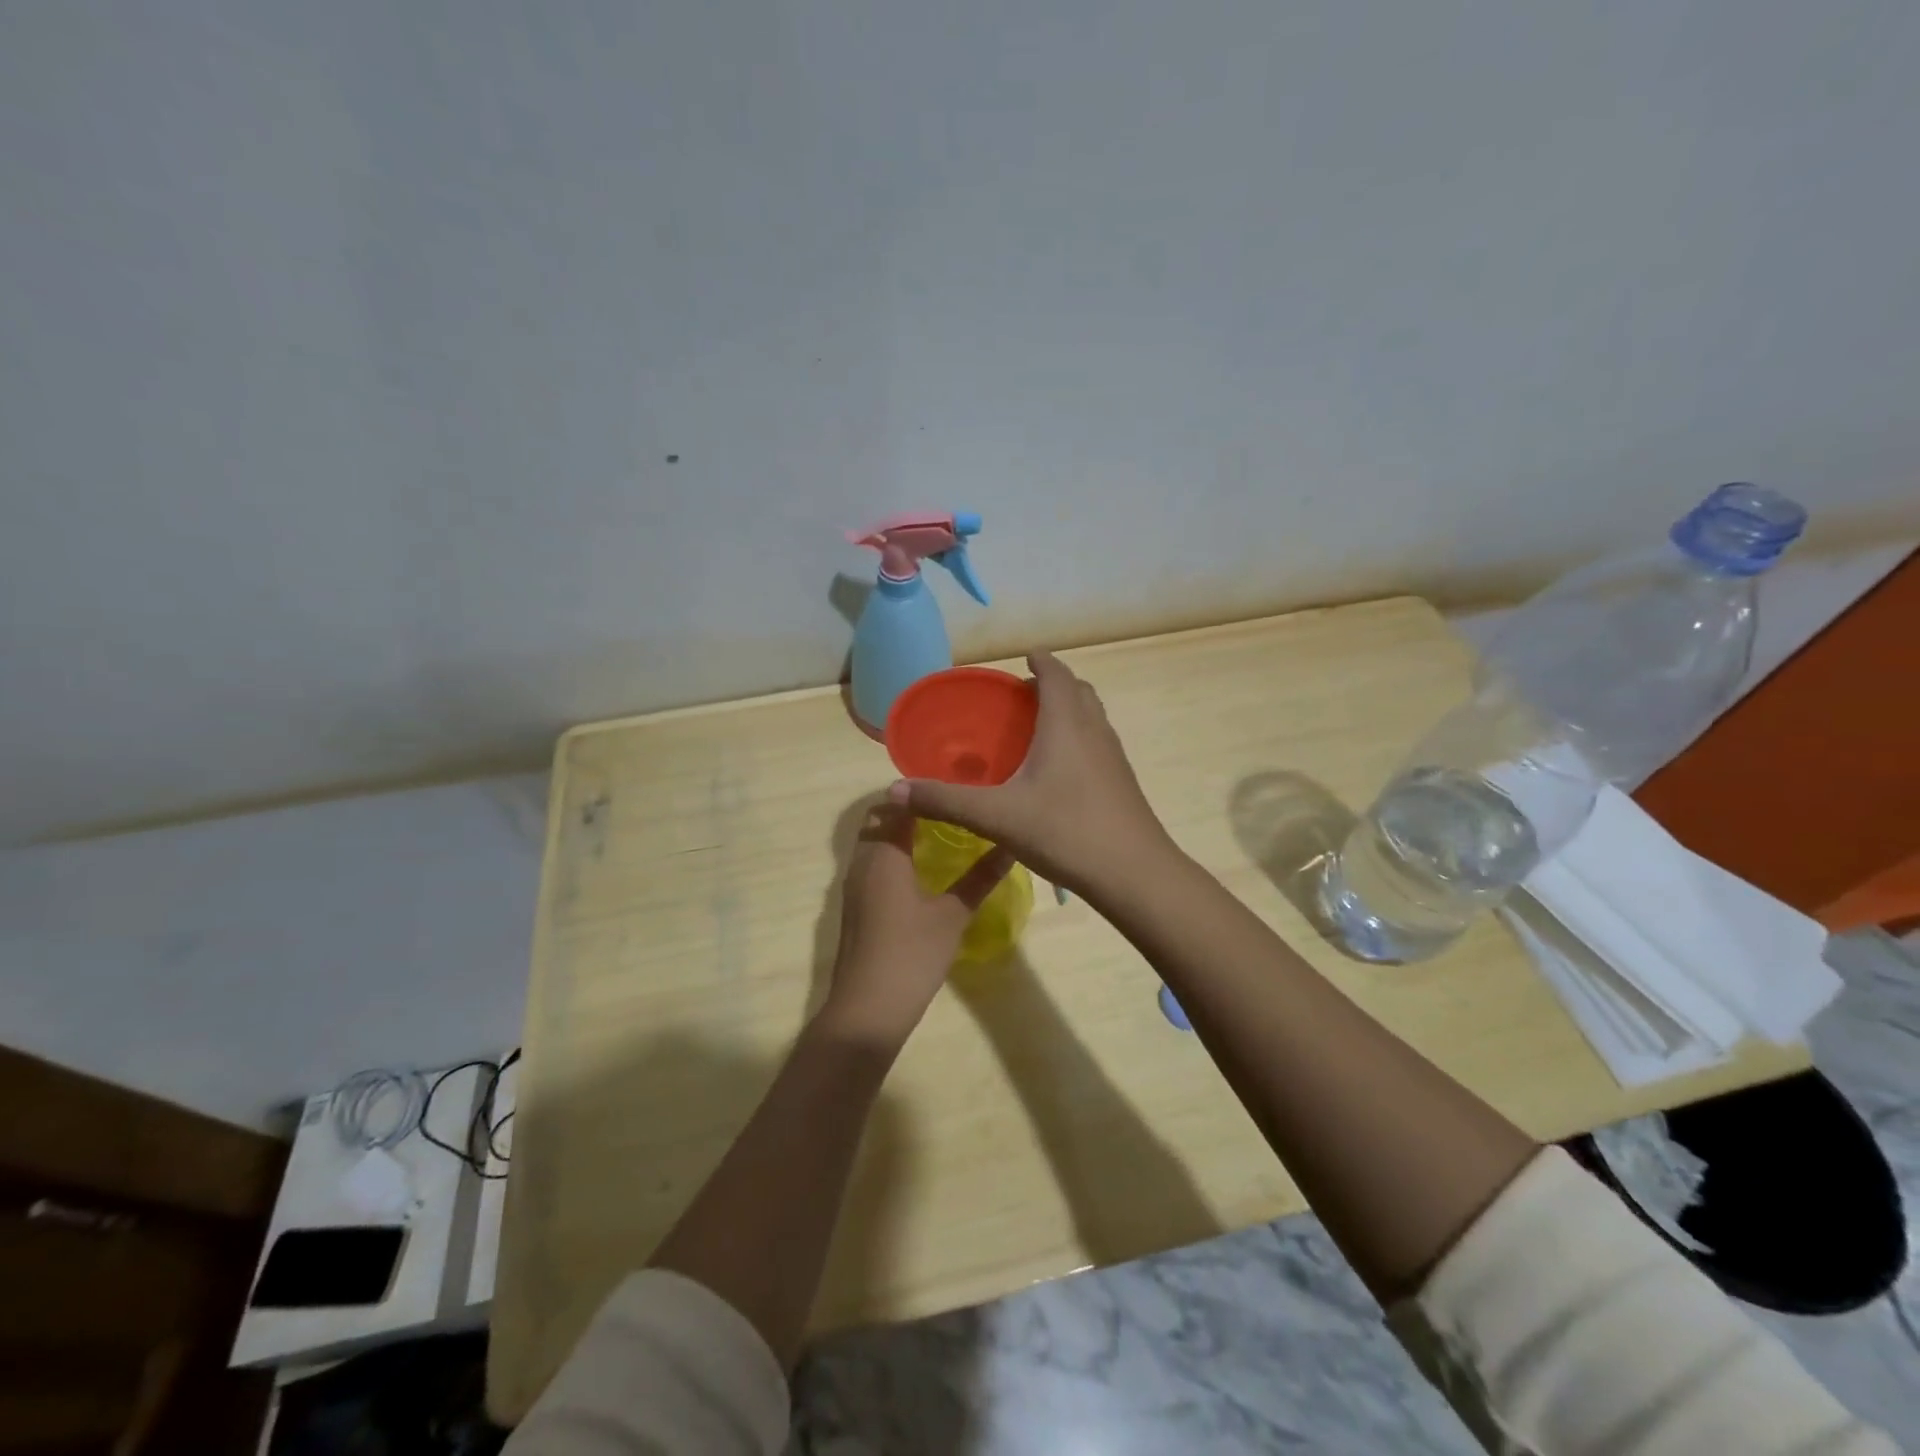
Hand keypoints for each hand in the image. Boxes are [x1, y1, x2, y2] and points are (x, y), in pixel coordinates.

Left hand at [817, 807, 1012, 1051]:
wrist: (867, 1009)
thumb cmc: (912, 954)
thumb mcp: (953, 915)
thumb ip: (980, 878)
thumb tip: (1010, 847)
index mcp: (884, 855)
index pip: (896, 805)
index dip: (920, 793)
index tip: (950, 787)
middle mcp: (862, 862)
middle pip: (878, 820)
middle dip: (907, 810)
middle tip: (947, 808)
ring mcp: (854, 886)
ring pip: (872, 843)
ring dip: (898, 833)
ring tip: (938, 833)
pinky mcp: (855, 907)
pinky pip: (871, 865)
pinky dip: (891, 856)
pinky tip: (920, 870)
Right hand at [888, 651, 1173, 897]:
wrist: (1134, 874)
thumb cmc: (1066, 832)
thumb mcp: (997, 817)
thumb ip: (945, 801)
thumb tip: (895, 790)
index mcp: (1066, 725)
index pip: (1056, 674)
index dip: (1041, 660)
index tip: (1024, 657)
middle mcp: (1094, 731)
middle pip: (1078, 690)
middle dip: (1053, 684)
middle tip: (1022, 698)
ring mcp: (1114, 756)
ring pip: (1092, 716)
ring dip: (1069, 710)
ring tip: (1037, 730)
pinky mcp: (1122, 781)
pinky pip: (1098, 742)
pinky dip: (1078, 738)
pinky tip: (1058, 773)